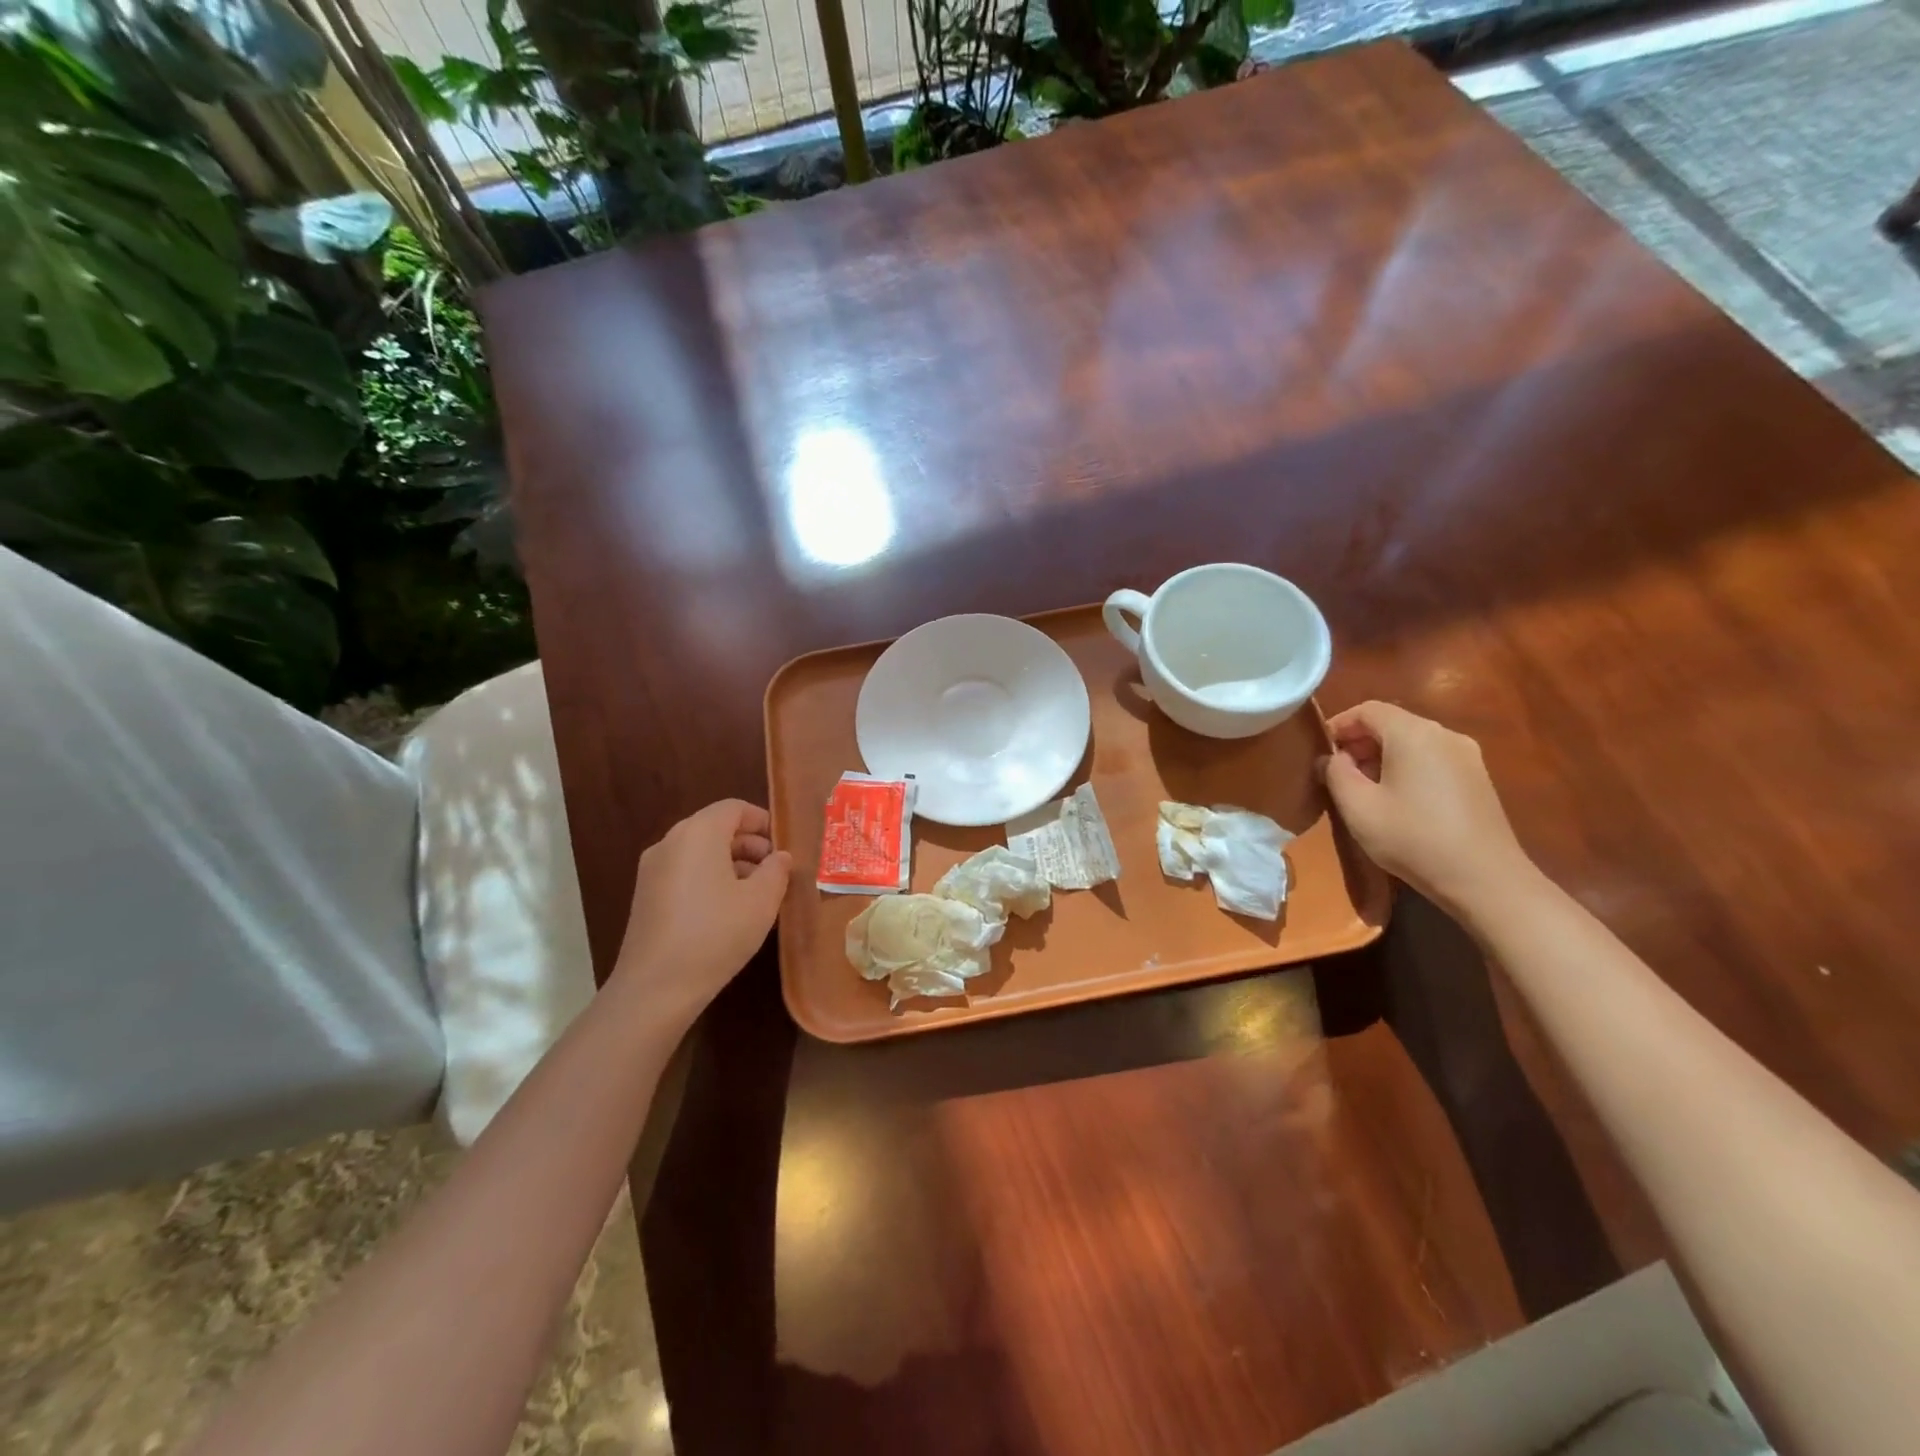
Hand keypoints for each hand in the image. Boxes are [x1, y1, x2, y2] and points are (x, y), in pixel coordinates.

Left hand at [612, 799, 791, 1026]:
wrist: (655, 988)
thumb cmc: (716, 933)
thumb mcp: (761, 901)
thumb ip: (776, 871)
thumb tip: (779, 857)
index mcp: (698, 833)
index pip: (734, 808)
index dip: (763, 821)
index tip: (784, 846)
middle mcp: (670, 842)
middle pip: (715, 828)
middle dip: (749, 844)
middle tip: (775, 871)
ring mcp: (652, 870)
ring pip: (699, 852)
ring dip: (731, 863)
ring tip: (757, 894)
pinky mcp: (645, 896)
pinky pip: (684, 872)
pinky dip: (709, 879)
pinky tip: (728, 911)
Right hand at [1320, 701, 1533, 914]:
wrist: (1485, 879)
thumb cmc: (1413, 838)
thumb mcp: (1358, 807)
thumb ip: (1336, 774)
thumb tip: (1331, 758)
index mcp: (1413, 733)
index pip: (1368, 709)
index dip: (1339, 724)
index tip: (1321, 752)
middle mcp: (1444, 734)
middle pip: (1392, 723)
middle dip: (1360, 742)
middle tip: (1338, 773)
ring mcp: (1467, 755)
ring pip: (1413, 741)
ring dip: (1383, 756)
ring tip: (1365, 789)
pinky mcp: (1478, 778)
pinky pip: (1432, 758)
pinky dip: (1407, 767)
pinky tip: (1399, 800)